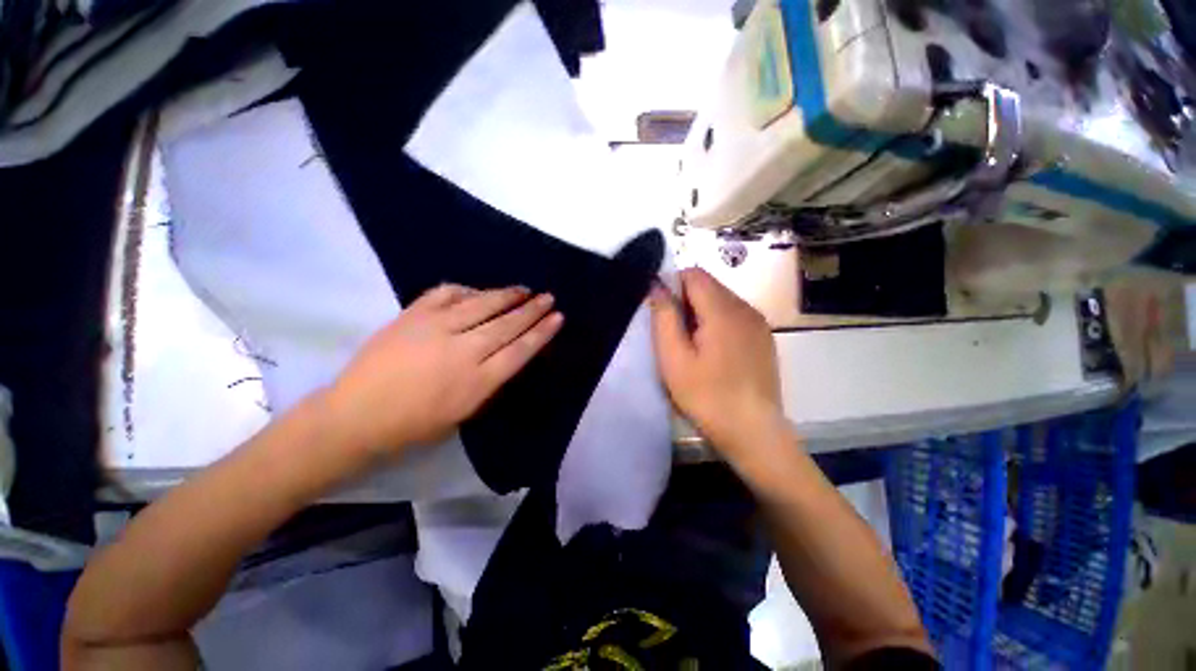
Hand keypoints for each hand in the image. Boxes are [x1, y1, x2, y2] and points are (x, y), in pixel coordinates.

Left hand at [324, 284, 562, 458]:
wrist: (356, 415)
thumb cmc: (414, 424)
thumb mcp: (464, 412)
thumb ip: (489, 381)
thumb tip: (507, 355)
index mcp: (477, 381)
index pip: (520, 350)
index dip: (542, 332)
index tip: (558, 317)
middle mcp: (463, 350)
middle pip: (507, 324)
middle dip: (532, 309)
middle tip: (549, 297)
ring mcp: (436, 327)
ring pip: (482, 304)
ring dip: (507, 295)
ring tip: (524, 289)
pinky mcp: (413, 315)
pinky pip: (446, 293)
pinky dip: (467, 289)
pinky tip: (478, 290)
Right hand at [648, 268, 787, 464]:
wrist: (753, 431)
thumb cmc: (706, 395)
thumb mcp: (674, 358)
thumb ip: (664, 317)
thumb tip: (657, 286)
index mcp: (723, 310)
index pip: (694, 274)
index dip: (673, 285)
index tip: (662, 312)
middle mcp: (746, 308)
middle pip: (709, 285)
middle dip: (686, 300)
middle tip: (676, 334)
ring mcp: (758, 322)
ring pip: (722, 299)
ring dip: (702, 311)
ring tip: (693, 345)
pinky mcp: (764, 337)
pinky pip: (735, 315)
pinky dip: (718, 322)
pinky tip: (713, 352)